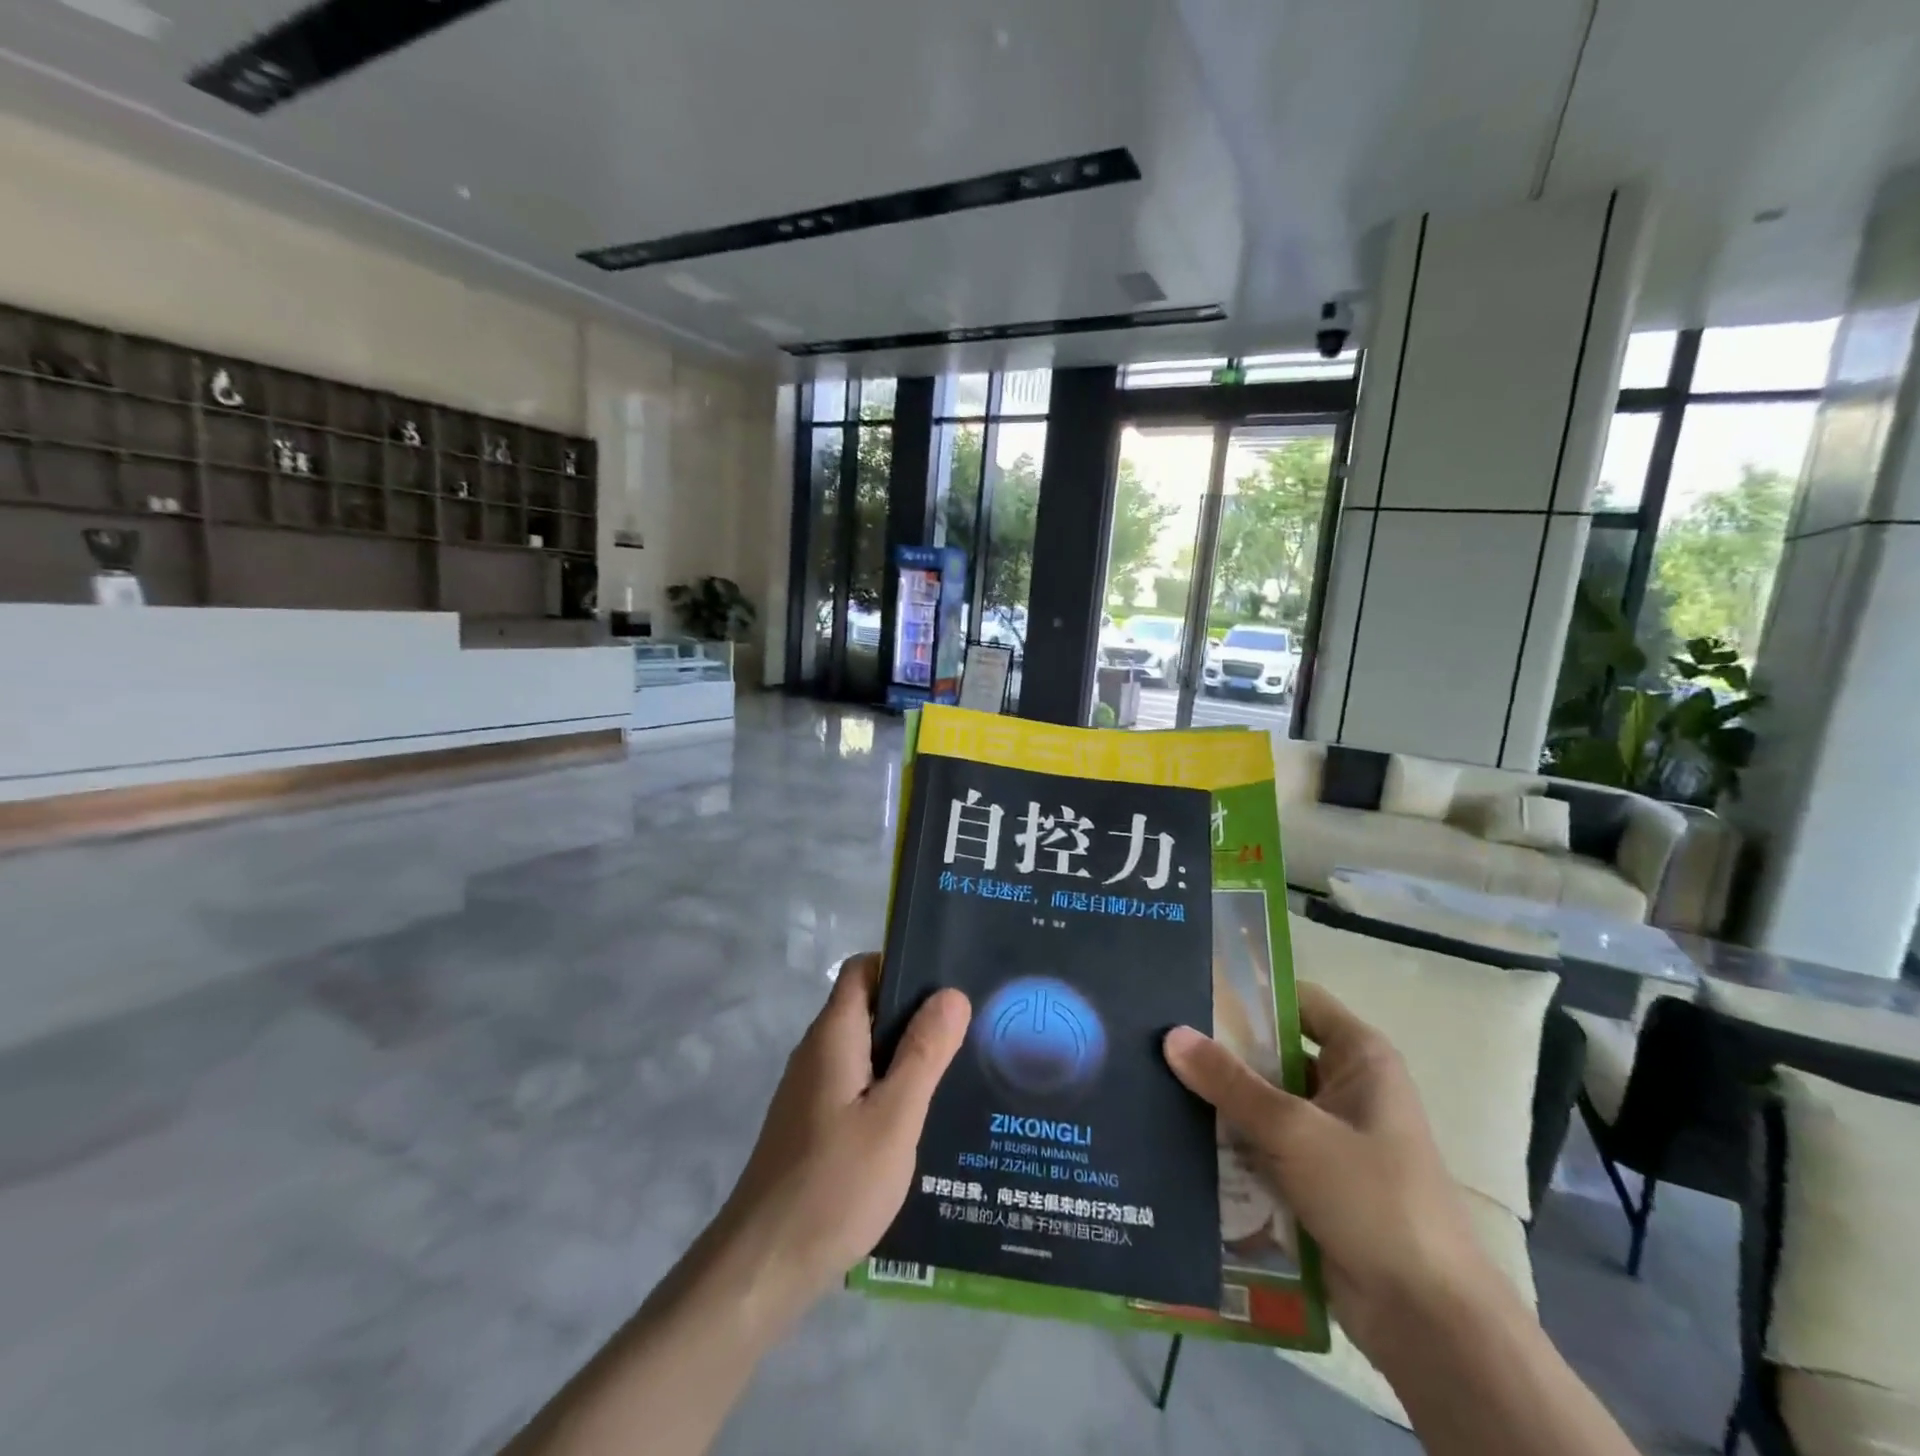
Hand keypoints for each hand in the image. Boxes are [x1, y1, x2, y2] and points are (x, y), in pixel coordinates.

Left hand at [713, 953, 971, 1318]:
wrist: (763, 1267)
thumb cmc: (835, 1183)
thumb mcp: (895, 1116)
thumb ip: (924, 1053)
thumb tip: (951, 993)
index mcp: (834, 1035)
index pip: (864, 969)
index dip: (902, 964)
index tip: (947, 983)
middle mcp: (817, 1052)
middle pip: (867, 1006)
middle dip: (914, 1011)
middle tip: (967, 1029)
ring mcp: (811, 1090)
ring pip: (865, 1049)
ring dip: (904, 1053)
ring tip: (956, 1070)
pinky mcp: (812, 1124)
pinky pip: (856, 1084)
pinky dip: (888, 1086)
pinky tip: (918, 1118)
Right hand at [1163, 982, 1494, 1356]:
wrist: (1427, 1322)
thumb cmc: (1372, 1198)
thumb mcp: (1294, 1130)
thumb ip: (1230, 1082)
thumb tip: (1171, 1034)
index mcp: (1360, 1058)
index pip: (1296, 1001)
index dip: (1249, 991)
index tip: (1191, 988)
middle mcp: (1345, 1087)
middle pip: (1273, 1052)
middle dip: (1221, 1050)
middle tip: (1156, 1036)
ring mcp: (1329, 1137)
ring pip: (1262, 1102)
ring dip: (1220, 1101)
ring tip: (1154, 1081)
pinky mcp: (1313, 1181)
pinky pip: (1262, 1146)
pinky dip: (1229, 1143)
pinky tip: (1177, 1136)